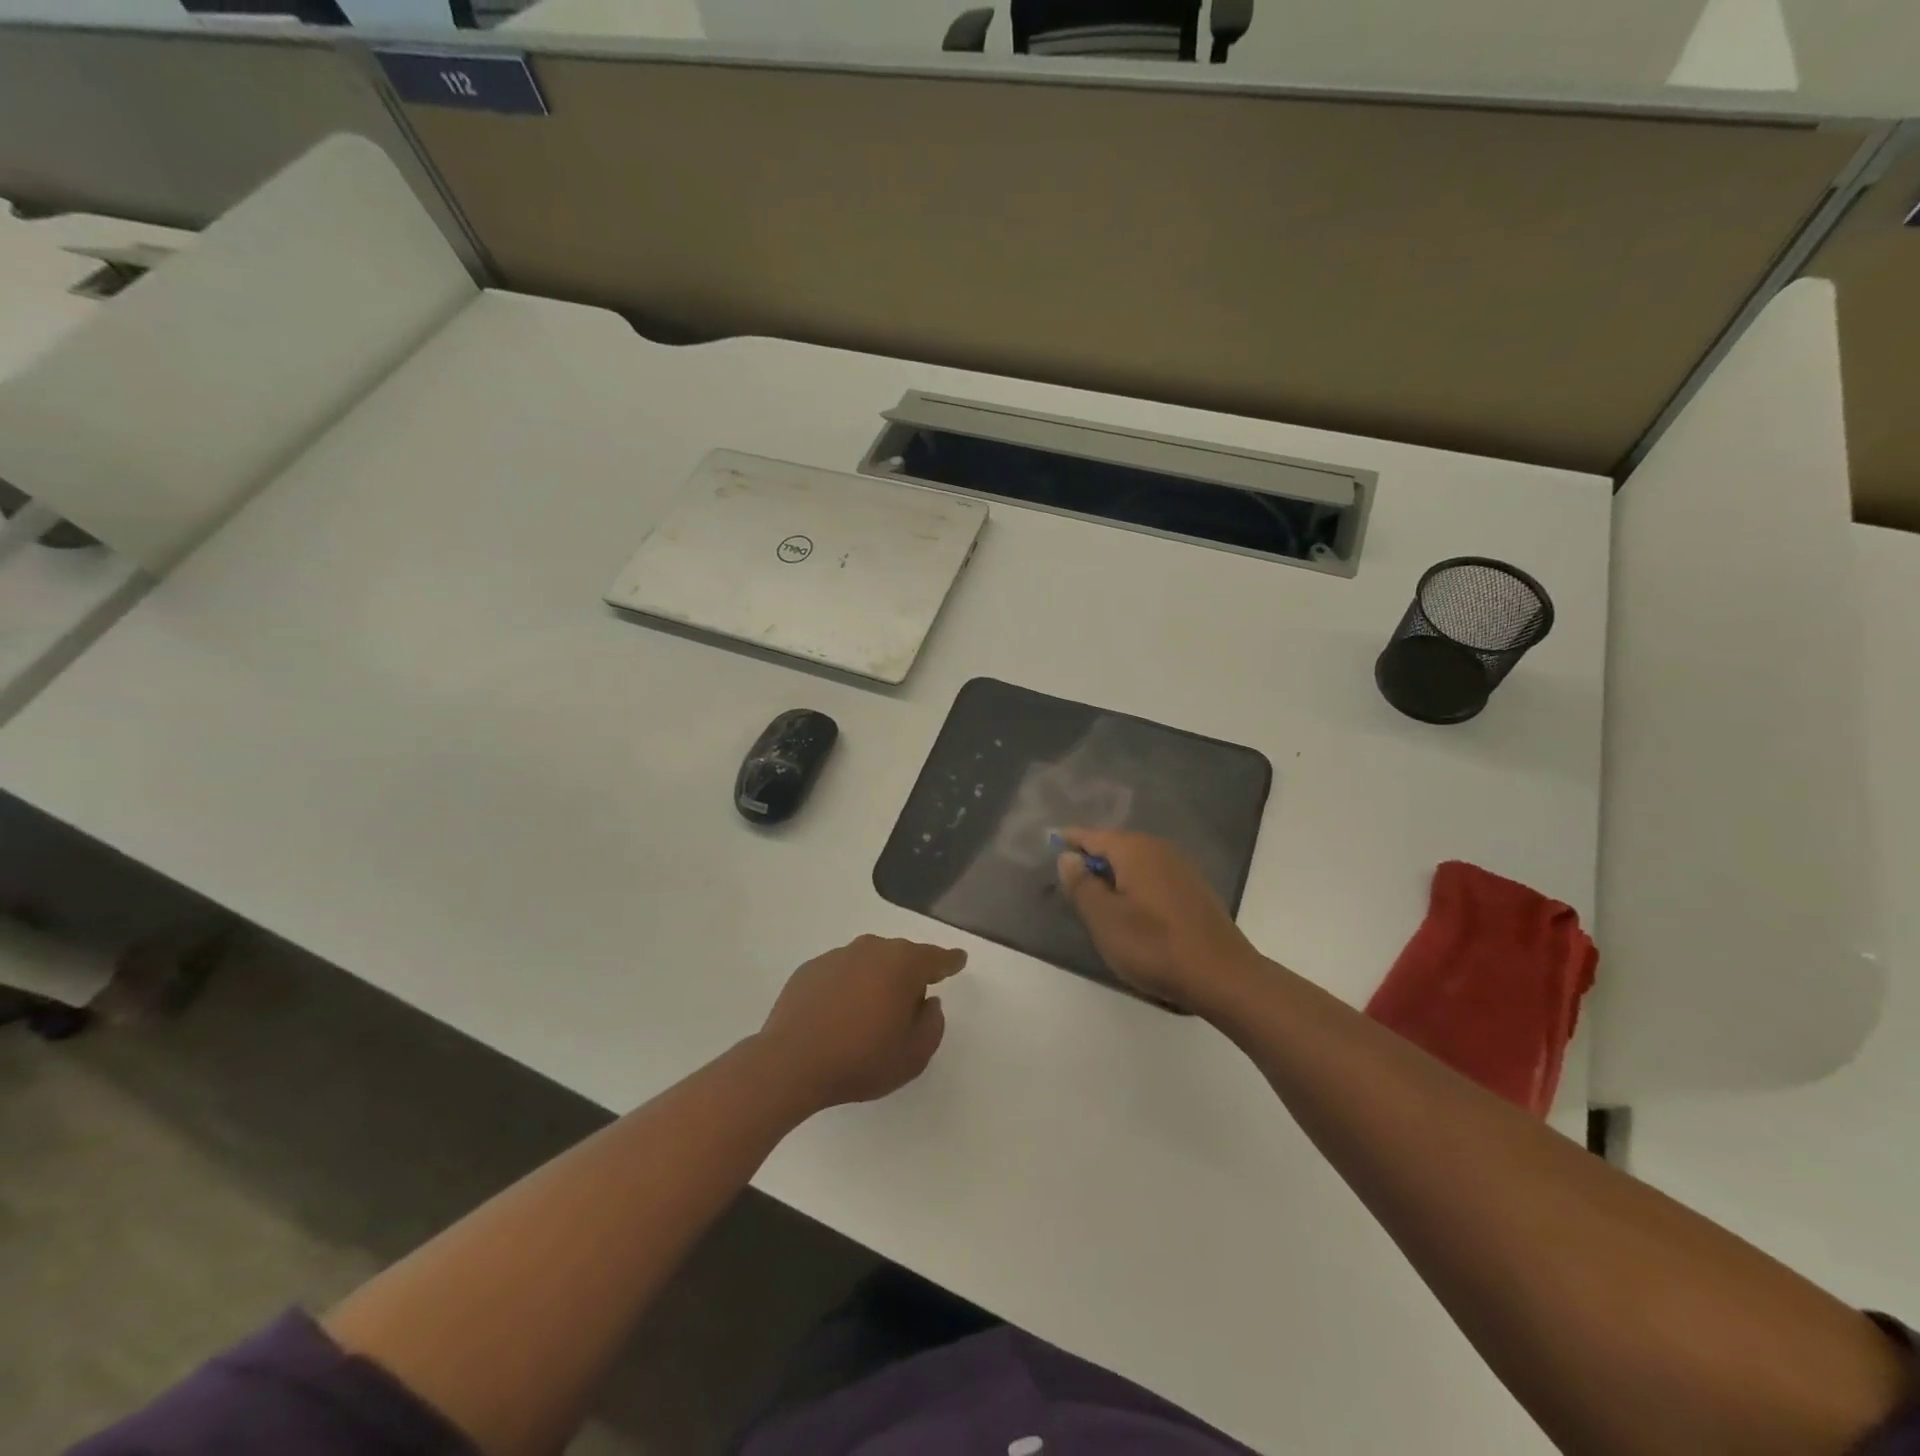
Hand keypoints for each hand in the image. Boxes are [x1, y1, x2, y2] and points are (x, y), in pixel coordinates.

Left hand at [757, 935, 965, 1111]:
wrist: (790, 1062)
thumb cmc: (861, 1059)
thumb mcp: (913, 1055)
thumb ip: (932, 1025)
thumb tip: (927, 1003)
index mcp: (903, 965)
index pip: (936, 958)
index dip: (950, 961)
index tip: (958, 960)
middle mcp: (872, 949)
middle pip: (901, 957)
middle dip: (909, 976)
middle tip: (909, 1006)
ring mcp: (837, 956)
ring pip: (869, 963)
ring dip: (876, 981)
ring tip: (871, 1015)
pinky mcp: (810, 970)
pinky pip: (841, 974)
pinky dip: (847, 988)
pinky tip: (839, 1016)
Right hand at [1056, 830, 1261, 1013]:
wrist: (1222, 976)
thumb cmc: (1154, 946)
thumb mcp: (1104, 919)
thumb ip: (1081, 884)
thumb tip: (1068, 857)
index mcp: (1134, 849)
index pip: (1091, 835)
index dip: (1068, 841)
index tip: (1049, 846)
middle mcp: (1158, 848)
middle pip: (1115, 846)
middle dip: (1091, 860)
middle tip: (1069, 882)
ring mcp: (1181, 867)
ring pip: (1135, 863)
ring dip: (1114, 875)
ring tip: (1097, 899)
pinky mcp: (1194, 889)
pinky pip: (1153, 877)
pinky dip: (1136, 886)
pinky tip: (1132, 910)